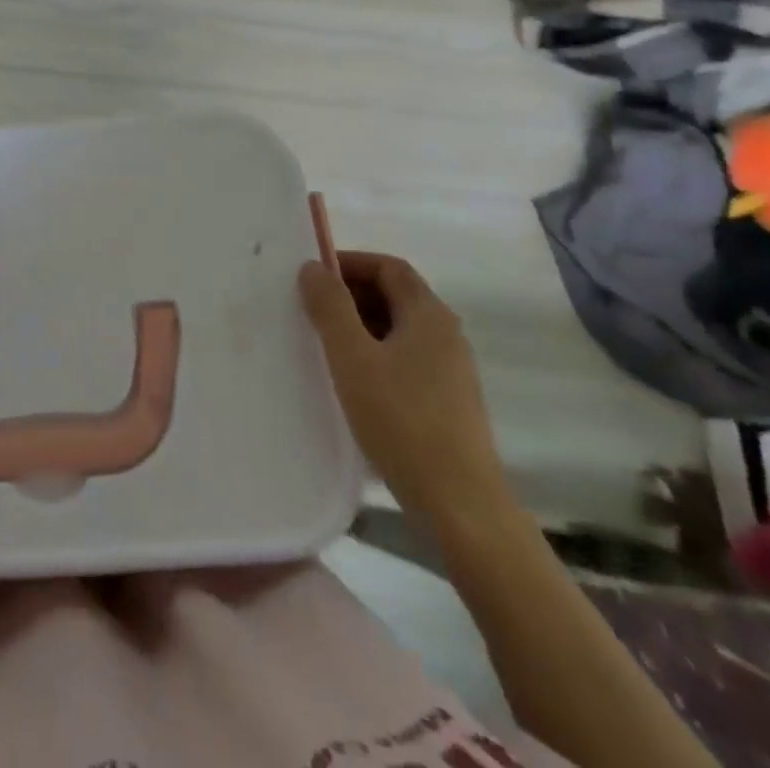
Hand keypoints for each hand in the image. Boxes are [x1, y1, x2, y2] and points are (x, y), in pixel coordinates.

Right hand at [299, 251, 512, 532]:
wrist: (461, 506)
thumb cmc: (402, 420)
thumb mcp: (352, 358)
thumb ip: (330, 307)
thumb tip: (313, 266)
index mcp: (429, 315)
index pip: (389, 266)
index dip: (349, 262)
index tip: (311, 276)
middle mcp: (446, 335)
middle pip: (395, 295)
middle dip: (349, 294)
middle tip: (308, 308)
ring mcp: (451, 370)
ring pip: (398, 329)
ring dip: (358, 326)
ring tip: (321, 343)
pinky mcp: (448, 401)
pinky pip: (404, 359)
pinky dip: (373, 354)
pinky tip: (349, 381)